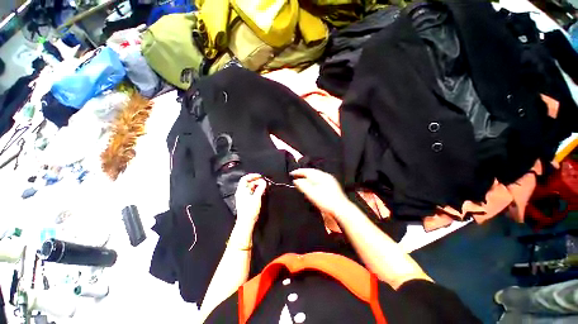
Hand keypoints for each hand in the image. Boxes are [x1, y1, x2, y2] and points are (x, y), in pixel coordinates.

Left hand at [235, 173, 266, 228]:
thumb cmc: (249, 211)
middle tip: (265, 182)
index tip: (260, 176)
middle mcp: (242, 193)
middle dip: (257, 181)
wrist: (246, 222)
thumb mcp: (257, 197)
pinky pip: (253, 193)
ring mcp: (244, 197)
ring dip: (258, 186)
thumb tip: (264, 182)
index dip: (253, 176)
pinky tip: (263, 192)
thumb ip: (261, 188)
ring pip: (251, 188)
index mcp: (242, 190)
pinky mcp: (247, 201)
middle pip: (249, 183)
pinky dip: (258, 191)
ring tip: (265, 187)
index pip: (245, 178)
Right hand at [291, 169, 350, 218]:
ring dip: (308, 176)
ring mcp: (330, 180)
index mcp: (321, 176)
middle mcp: (326, 176)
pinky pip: (319, 178)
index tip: (291, 173)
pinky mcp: (332, 184)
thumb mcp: (312, 194)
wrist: (341, 209)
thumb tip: (296, 180)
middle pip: (312, 171)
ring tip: (302, 178)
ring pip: (316, 174)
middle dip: (303, 173)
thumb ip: (303, 186)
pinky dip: (313, 179)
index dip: (299, 172)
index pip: (307, 171)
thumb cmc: (326, 202)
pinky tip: (311, 183)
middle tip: (295, 175)